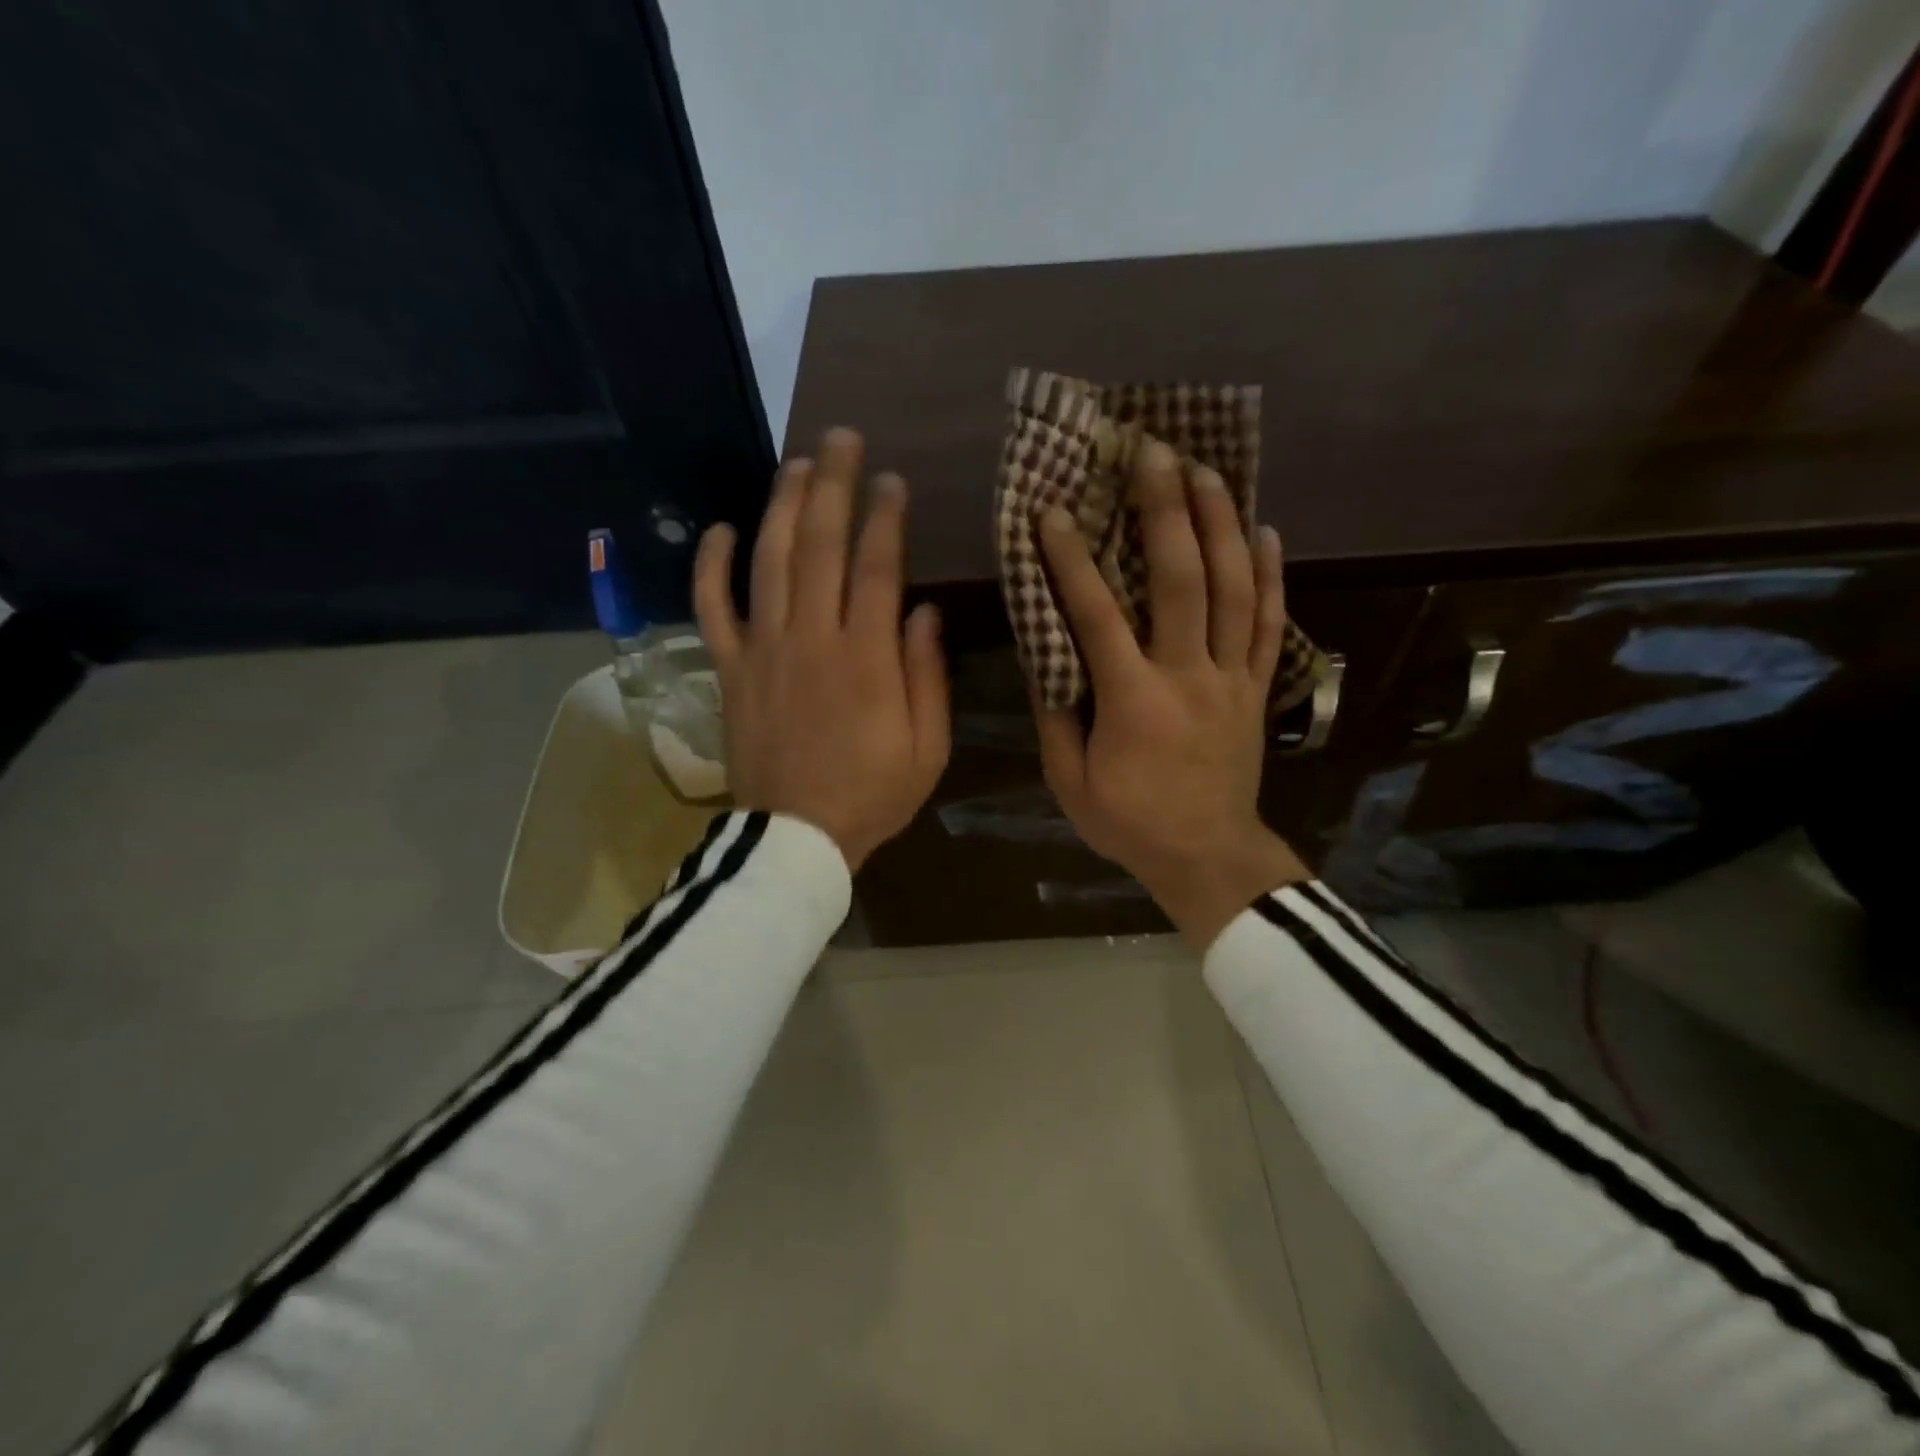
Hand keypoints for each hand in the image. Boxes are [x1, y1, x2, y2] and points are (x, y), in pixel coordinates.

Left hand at [694, 427, 949, 870]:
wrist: (795, 839)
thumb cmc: (872, 795)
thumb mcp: (926, 747)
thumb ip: (926, 676)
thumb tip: (923, 612)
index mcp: (866, 657)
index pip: (877, 567)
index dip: (885, 517)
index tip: (893, 480)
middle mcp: (812, 638)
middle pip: (820, 546)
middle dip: (833, 486)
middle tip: (841, 439)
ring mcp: (764, 650)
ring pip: (769, 562)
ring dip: (782, 507)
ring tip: (796, 465)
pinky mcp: (731, 670)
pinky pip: (713, 609)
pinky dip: (711, 567)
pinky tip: (719, 530)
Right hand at [1034, 441, 1307, 947]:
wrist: (1209, 857)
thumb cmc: (1130, 823)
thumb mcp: (1070, 782)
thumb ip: (1056, 717)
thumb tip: (1044, 656)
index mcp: (1133, 700)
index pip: (1097, 615)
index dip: (1071, 560)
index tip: (1051, 511)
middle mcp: (1187, 675)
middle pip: (1181, 580)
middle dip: (1165, 510)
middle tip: (1151, 452)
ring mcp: (1231, 677)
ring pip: (1233, 588)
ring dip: (1220, 524)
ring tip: (1207, 469)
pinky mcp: (1257, 687)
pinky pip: (1270, 624)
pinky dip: (1271, 575)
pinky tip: (1266, 531)